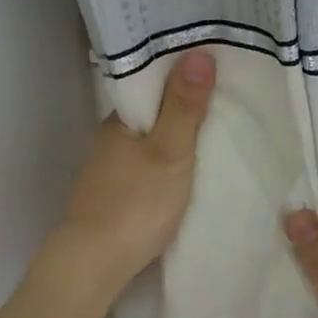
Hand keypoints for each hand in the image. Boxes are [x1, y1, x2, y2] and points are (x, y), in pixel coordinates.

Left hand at [55, 49, 216, 294]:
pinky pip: (143, 170)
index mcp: (118, 122)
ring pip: (145, 145)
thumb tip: (198, 53)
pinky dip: (163, 166)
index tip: (212, 71)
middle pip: (149, 116)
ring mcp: (106, 173)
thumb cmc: (136, 203)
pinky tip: (182, 174)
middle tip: (222, 102)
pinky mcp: (110, 201)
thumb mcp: (170, 152)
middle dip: (179, 109)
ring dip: (171, 140)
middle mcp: (108, 142)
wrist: (94, 264)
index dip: (179, 76)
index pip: (150, 86)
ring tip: (209, 136)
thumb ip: (184, 107)